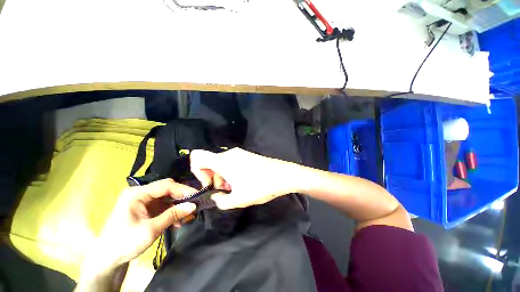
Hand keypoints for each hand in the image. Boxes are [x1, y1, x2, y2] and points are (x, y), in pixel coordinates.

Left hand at [85, 179, 196, 271]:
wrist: (107, 260)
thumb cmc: (125, 243)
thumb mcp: (151, 229)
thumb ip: (173, 215)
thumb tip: (193, 205)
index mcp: (137, 194)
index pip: (165, 186)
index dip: (183, 189)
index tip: (197, 195)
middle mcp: (141, 194)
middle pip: (167, 190)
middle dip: (181, 197)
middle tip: (194, 204)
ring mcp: (143, 201)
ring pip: (167, 198)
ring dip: (178, 206)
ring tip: (188, 215)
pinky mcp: (146, 209)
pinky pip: (163, 206)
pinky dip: (172, 212)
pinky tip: (178, 221)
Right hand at [190, 148, 298, 209]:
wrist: (283, 175)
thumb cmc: (260, 186)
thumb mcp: (238, 200)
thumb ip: (221, 201)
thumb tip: (216, 197)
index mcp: (223, 161)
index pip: (197, 157)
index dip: (197, 171)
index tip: (210, 185)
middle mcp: (229, 153)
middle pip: (210, 163)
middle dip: (213, 178)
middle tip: (226, 191)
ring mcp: (239, 153)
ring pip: (221, 163)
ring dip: (223, 177)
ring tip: (236, 188)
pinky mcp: (247, 155)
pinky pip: (231, 162)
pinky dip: (231, 172)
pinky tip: (243, 182)